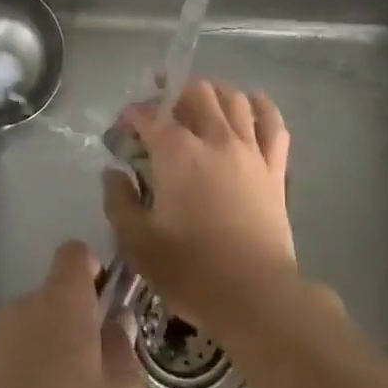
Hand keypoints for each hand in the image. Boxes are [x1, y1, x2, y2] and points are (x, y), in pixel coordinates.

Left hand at [0, 240, 146, 387]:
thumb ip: (125, 352)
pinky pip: (7, 366)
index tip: (106, 304)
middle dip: (75, 328)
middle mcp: (22, 305)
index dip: (94, 270)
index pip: (75, 253)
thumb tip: (117, 323)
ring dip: (47, 358)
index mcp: (62, 299)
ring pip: (30, 334)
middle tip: (94, 377)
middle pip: (54, 299)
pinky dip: (22, 385)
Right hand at [102, 80, 297, 340]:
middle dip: (174, 93)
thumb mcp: (137, 243)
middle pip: (196, 93)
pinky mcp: (274, 168)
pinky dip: (262, 107)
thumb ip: (119, 201)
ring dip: (214, 92)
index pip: (152, 115)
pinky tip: (251, 104)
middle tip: (161, 108)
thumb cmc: (191, 270)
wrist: (255, 295)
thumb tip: (113, 173)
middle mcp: (215, 138)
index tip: (124, 128)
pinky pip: (273, 124)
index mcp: (178, 152)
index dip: (134, 115)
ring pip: (234, 99)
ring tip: (202, 101)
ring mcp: (249, 149)